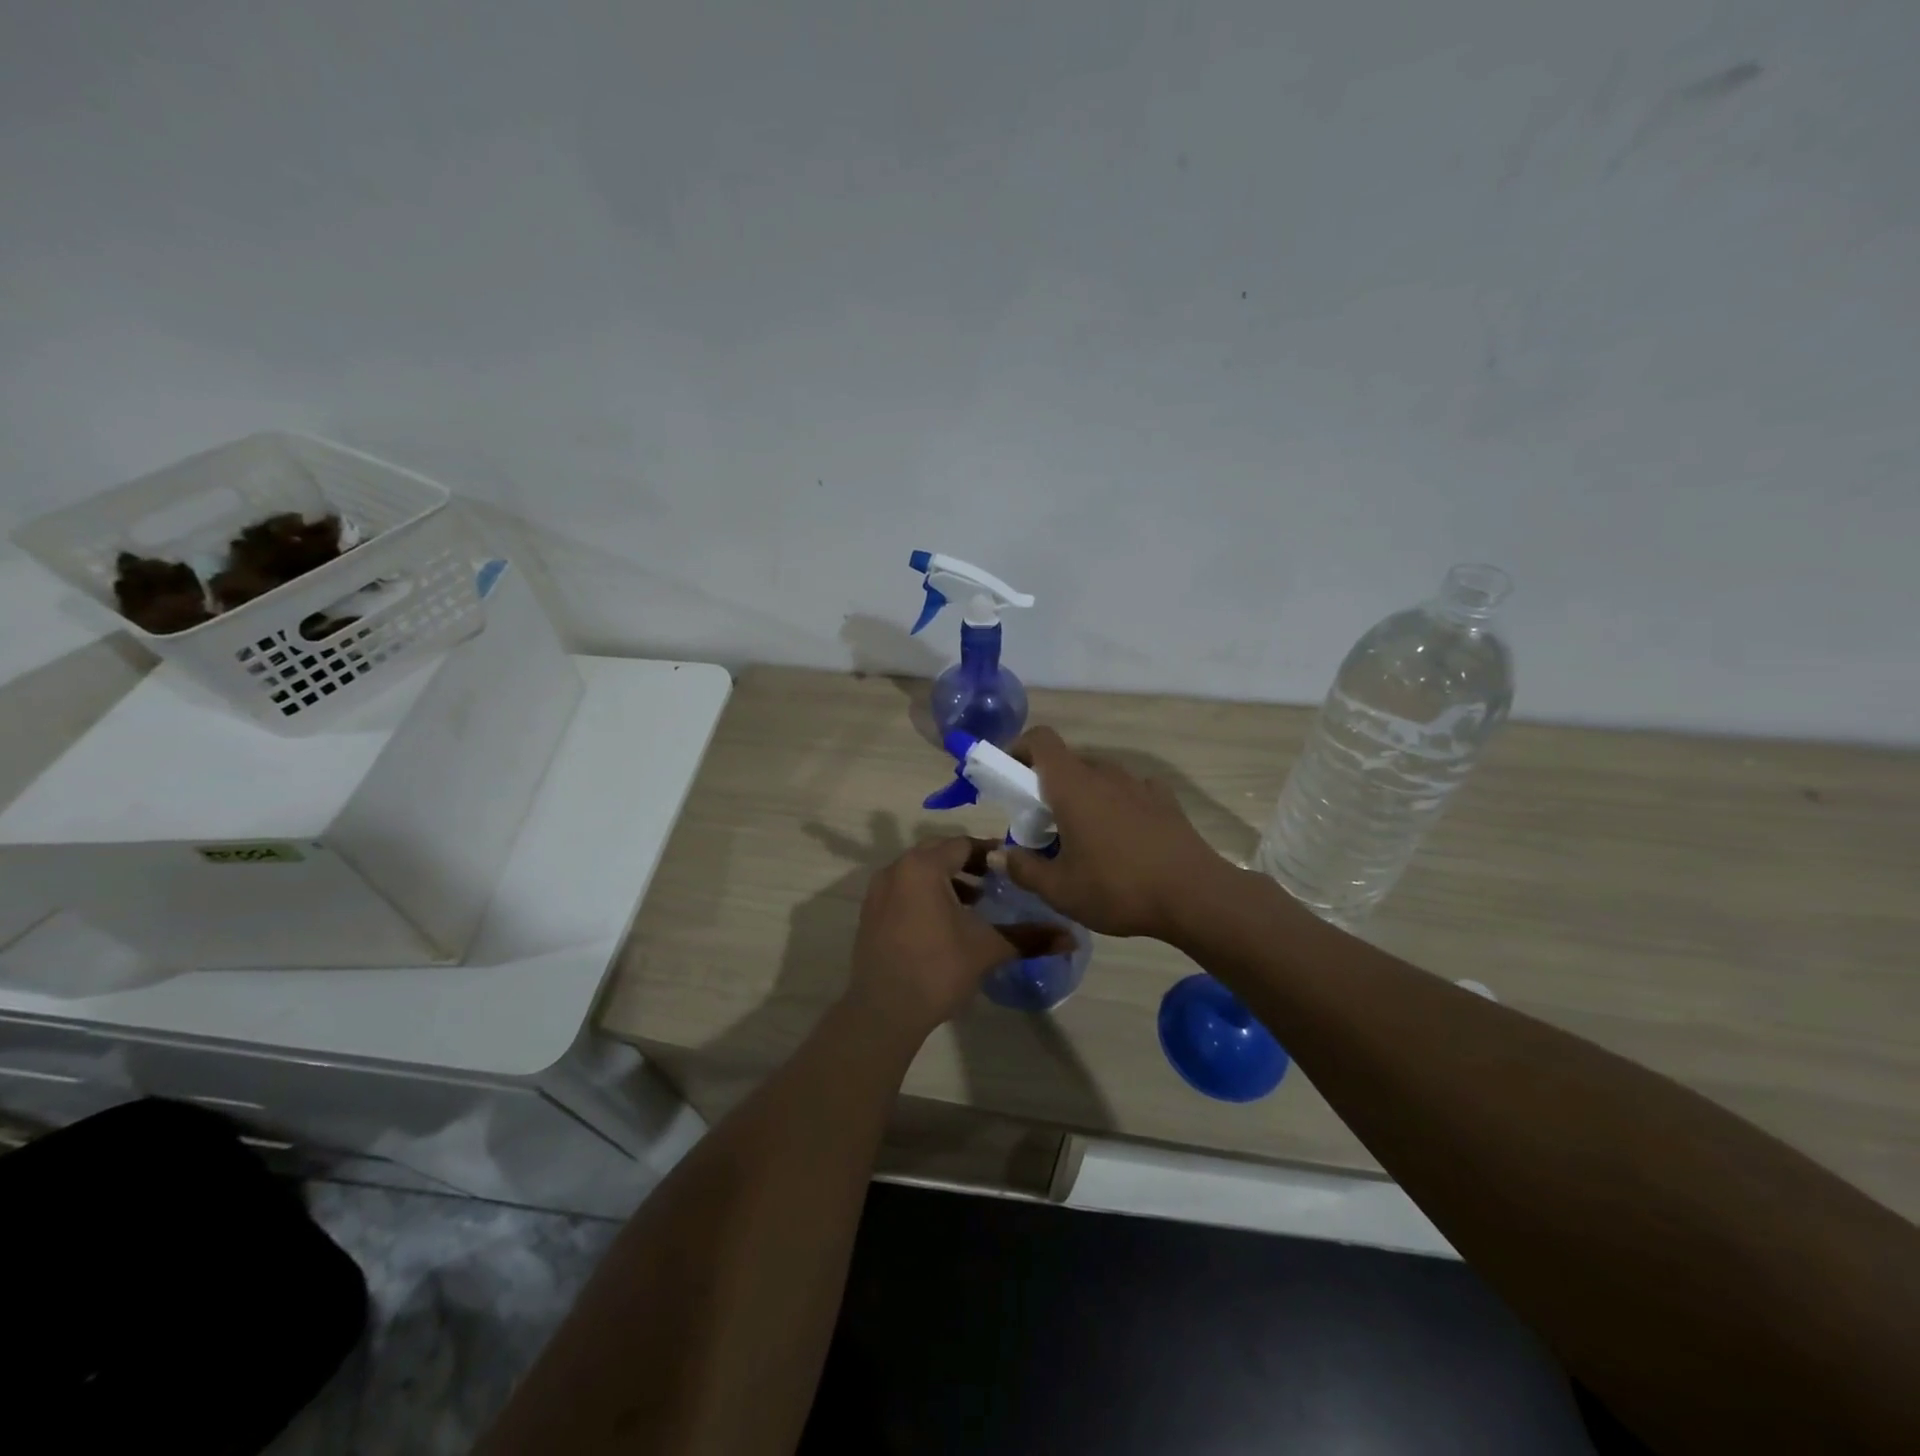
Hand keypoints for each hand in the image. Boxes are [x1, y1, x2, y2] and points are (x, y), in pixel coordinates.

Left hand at [848, 837, 1074, 1038]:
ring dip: (947, 880)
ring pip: (919, 872)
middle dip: (969, 864)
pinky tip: (945, 923)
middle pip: (938, 853)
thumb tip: (1071, 938)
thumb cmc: (938, 969)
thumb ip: (1029, 937)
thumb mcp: (988, 949)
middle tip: (996, 883)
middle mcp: (896, 869)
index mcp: (923, 867)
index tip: (1013, 868)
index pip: (963, 844)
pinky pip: (903, 890)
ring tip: (974, 904)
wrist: (884, 1011)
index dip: (991, 853)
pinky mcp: (870, 913)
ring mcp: (878, 892)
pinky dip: (926, 895)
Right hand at [991, 727, 1231, 940]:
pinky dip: (1116, 805)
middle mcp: (1104, 773)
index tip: (1008, 778)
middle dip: (1047, 785)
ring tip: (1082, 837)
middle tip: (1042, 824)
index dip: (1019, 749)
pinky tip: (1122, 837)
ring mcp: (1138, 784)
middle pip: (1067, 762)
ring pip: (1098, 777)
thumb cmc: (1117, 888)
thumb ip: (1023, 869)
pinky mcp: (1164, 800)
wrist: (1195, 896)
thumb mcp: (1059, 889)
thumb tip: (997, 854)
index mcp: (1072, 785)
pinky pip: (1129, 792)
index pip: (1041, 740)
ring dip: (1082, 796)